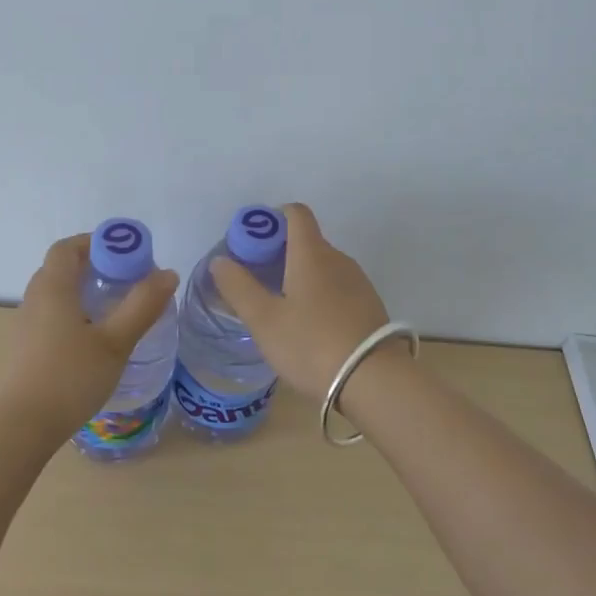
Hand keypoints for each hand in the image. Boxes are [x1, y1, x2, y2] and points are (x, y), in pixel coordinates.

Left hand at [0, 234, 178, 429]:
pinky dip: (74, 313)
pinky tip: (94, 339)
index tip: (127, 254)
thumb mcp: (115, 341)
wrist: (22, 426)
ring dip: (84, 291)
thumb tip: (167, 273)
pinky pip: (51, 316)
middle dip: (95, 266)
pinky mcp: (25, 349)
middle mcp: (35, 299)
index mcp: (53, 287)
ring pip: (56, 294)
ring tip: (115, 309)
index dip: (96, 242)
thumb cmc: (70, 377)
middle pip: (62, 268)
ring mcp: (26, 325)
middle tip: (127, 280)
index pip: (68, 247)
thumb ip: (142, 305)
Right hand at [208, 203, 392, 398]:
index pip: (296, 213)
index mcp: (312, 253)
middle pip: (307, 241)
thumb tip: (221, 260)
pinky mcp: (369, 306)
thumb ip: (239, 287)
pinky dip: (319, 295)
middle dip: (280, 253)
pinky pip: (338, 288)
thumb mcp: (264, 320)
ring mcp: (358, 282)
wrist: (374, 381)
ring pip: (323, 266)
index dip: (272, 217)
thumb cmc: (311, 344)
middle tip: (256, 282)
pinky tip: (309, 327)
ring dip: (300, 276)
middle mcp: (338, 259)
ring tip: (280, 308)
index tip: (253, 242)